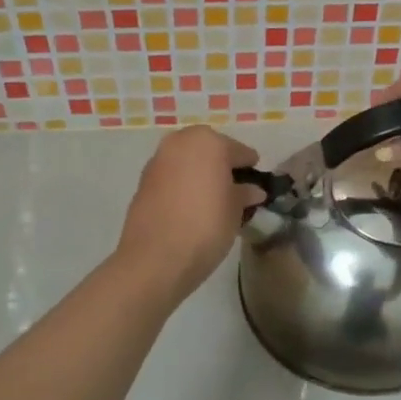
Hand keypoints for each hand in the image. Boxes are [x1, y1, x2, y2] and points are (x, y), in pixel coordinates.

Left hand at [115, 126, 263, 300]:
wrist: (154, 258)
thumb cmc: (206, 226)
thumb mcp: (235, 210)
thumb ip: (244, 194)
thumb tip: (252, 190)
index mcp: (209, 142)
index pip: (239, 151)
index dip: (250, 168)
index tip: (257, 184)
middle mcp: (181, 142)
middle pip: (210, 150)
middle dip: (222, 166)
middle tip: (234, 190)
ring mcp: (158, 160)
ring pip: (188, 161)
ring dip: (200, 174)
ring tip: (211, 200)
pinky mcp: (143, 181)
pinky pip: (171, 176)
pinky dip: (182, 185)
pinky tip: (190, 206)